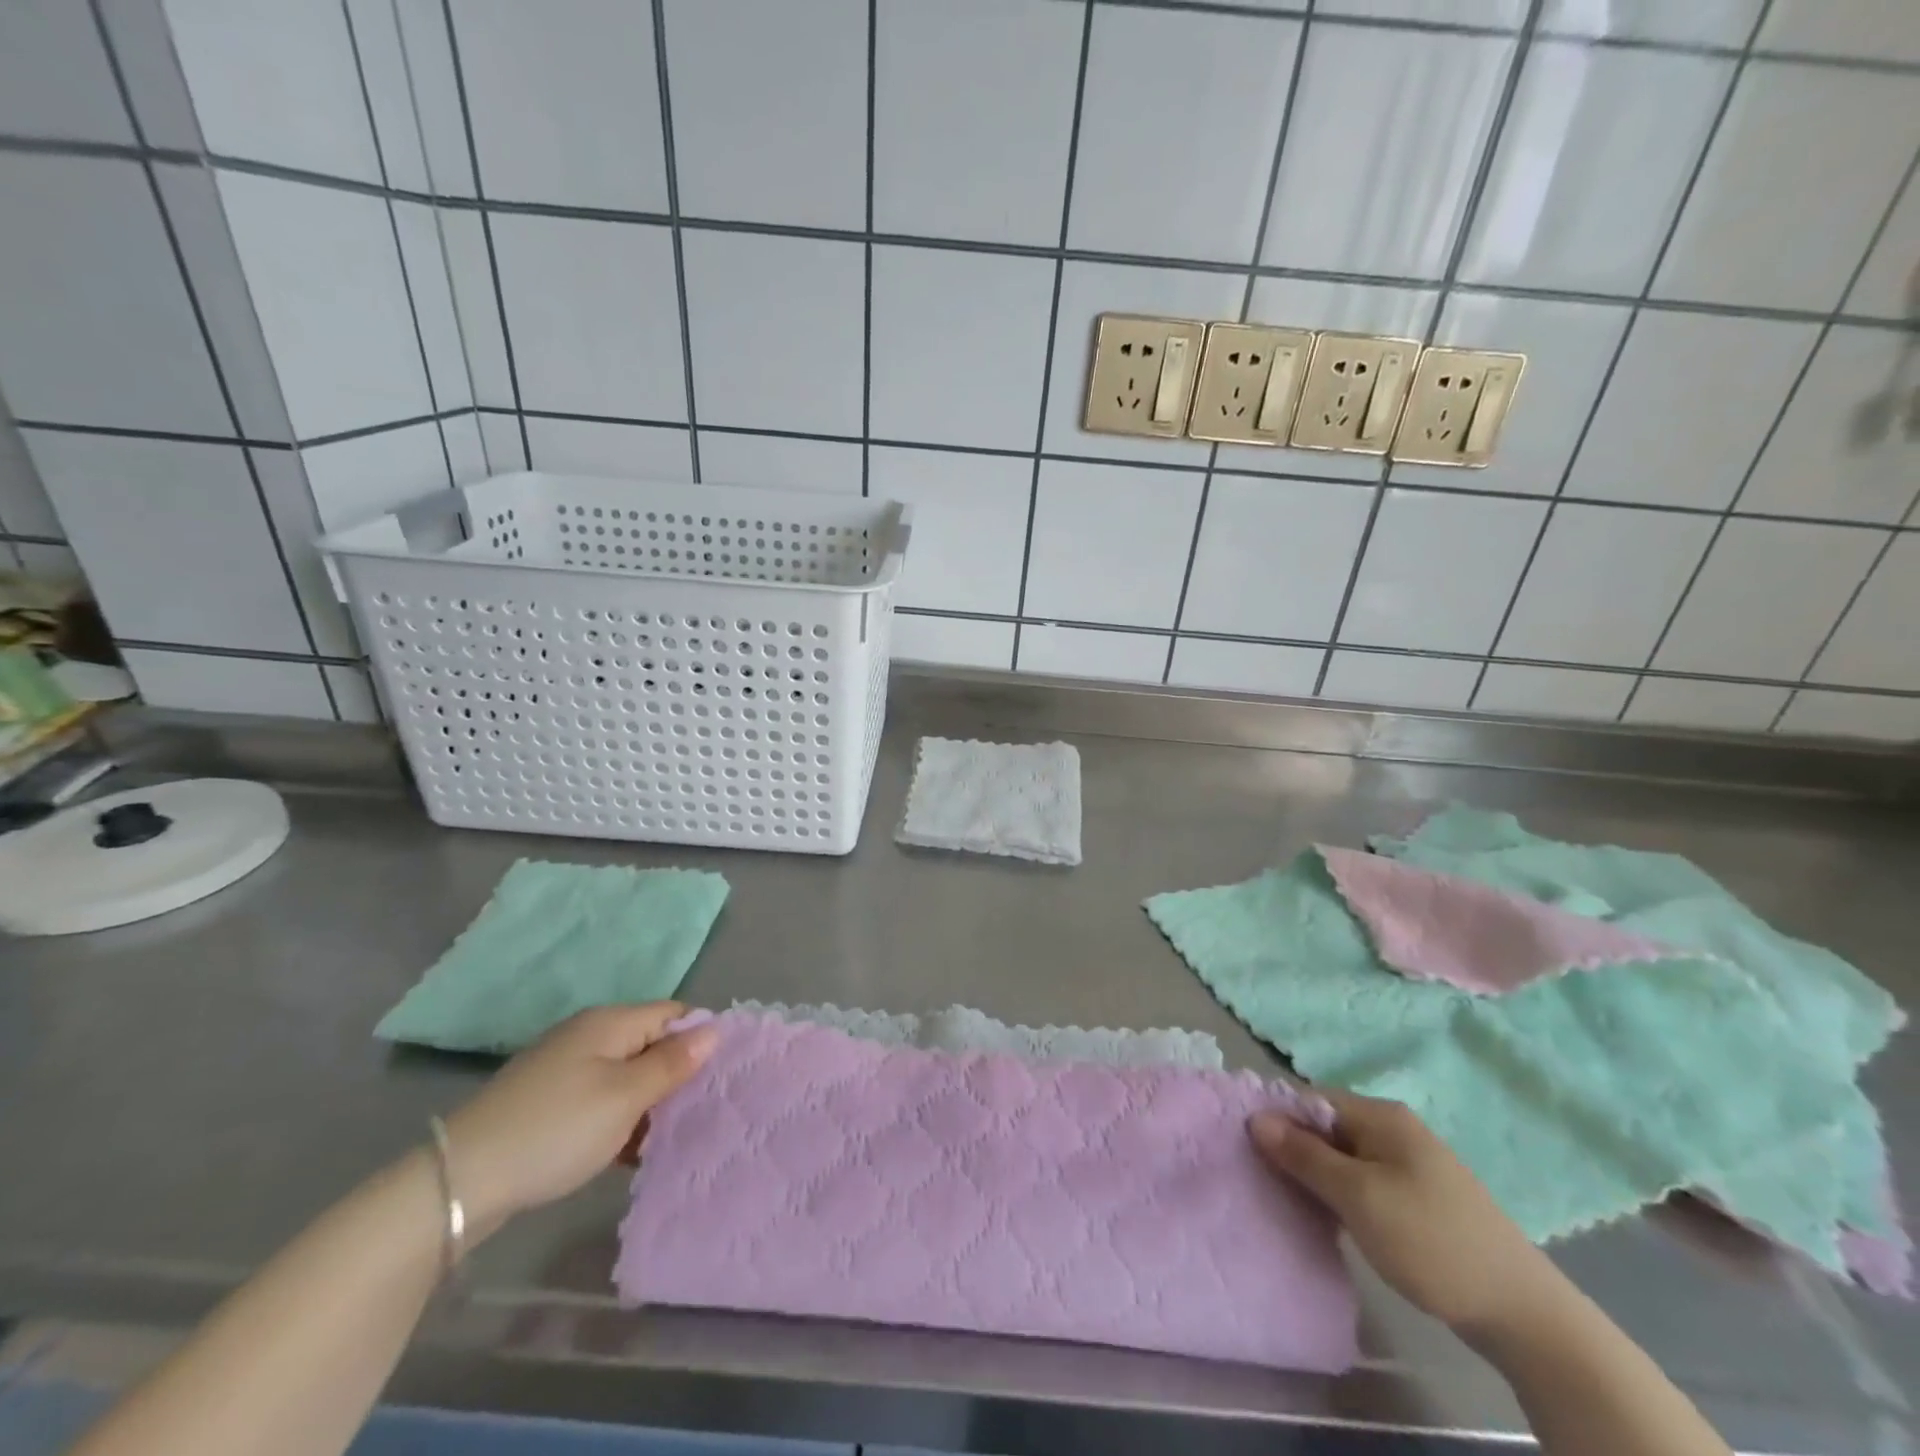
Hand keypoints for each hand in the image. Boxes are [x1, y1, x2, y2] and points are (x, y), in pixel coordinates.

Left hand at [444, 1003, 716, 1235]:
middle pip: (650, 1042)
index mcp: (610, 1022)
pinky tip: (630, 1151)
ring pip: (626, 1074)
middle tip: (701, 1110)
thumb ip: (672, 1063)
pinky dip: (619, 1118)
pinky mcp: (548, 1100)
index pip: (673, 1013)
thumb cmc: (557, 1129)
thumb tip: (714, 1029)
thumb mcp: (625, 1097)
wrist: (461, 1179)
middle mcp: (589, 1034)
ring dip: (649, 1101)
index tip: (721, 1075)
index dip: (700, 1038)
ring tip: (671, 1136)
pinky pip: (600, 1097)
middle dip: (676, 1073)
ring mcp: (565, 1067)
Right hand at [1250, 1091, 1563, 1337]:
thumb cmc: (1430, 1240)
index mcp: (1380, 1115)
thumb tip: (1256, 1118)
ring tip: (1291, 1201)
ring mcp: (1408, 1162)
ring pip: (1343, 1156)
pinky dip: (1341, 1194)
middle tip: (1266, 1180)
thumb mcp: (1357, 1196)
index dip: (1278, 1120)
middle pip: (1326, 1126)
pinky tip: (1329, 1219)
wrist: (1521, 1312)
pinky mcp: (1417, 1196)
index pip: (1310, 1100)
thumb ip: (1304, 1155)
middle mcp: (1393, 1128)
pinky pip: (1363, 1180)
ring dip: (1316, 1175)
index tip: (1250, 1150)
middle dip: (1294, 1149)